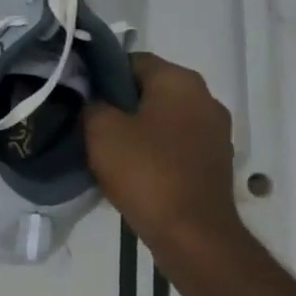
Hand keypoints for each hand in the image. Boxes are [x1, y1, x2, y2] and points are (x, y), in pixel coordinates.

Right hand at [85, 53, 243, 248]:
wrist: (192, 235)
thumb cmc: (145, 172)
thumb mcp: (101, 130)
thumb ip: (92, 102)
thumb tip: (93, 97)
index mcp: (180, 81)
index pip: (132, 60)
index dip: (101, 74)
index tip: (80, 95)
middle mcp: (205, 98)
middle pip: (150, 88)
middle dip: (120, 102)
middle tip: (89, 122)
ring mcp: (215, 132)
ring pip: (163, 116)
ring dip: (137, 127)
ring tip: (108, 147)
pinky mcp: (216, 161)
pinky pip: (176, 142)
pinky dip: (155, 149)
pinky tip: (133, 168)